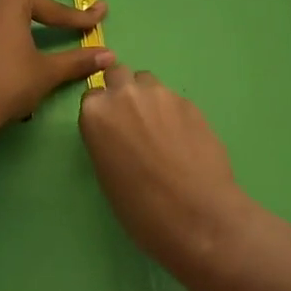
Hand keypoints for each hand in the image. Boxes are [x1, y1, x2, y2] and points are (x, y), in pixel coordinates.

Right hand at [79, 66, 260, 286]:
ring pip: (148, 82)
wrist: (198, 215)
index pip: (92, 95)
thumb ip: (108, 140)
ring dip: (149, 98)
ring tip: (160, 130)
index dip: (102, 111)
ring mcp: (161, 94)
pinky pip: (174, 99)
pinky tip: (184, 140)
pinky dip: (174, 113)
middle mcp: (126, 94)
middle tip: (132, 120)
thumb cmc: (142, 209)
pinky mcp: (189, 102)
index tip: (109, 127)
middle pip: (119, 75)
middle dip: (123, 91)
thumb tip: (119, 133)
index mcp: (98, 114)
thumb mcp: (107, 176)